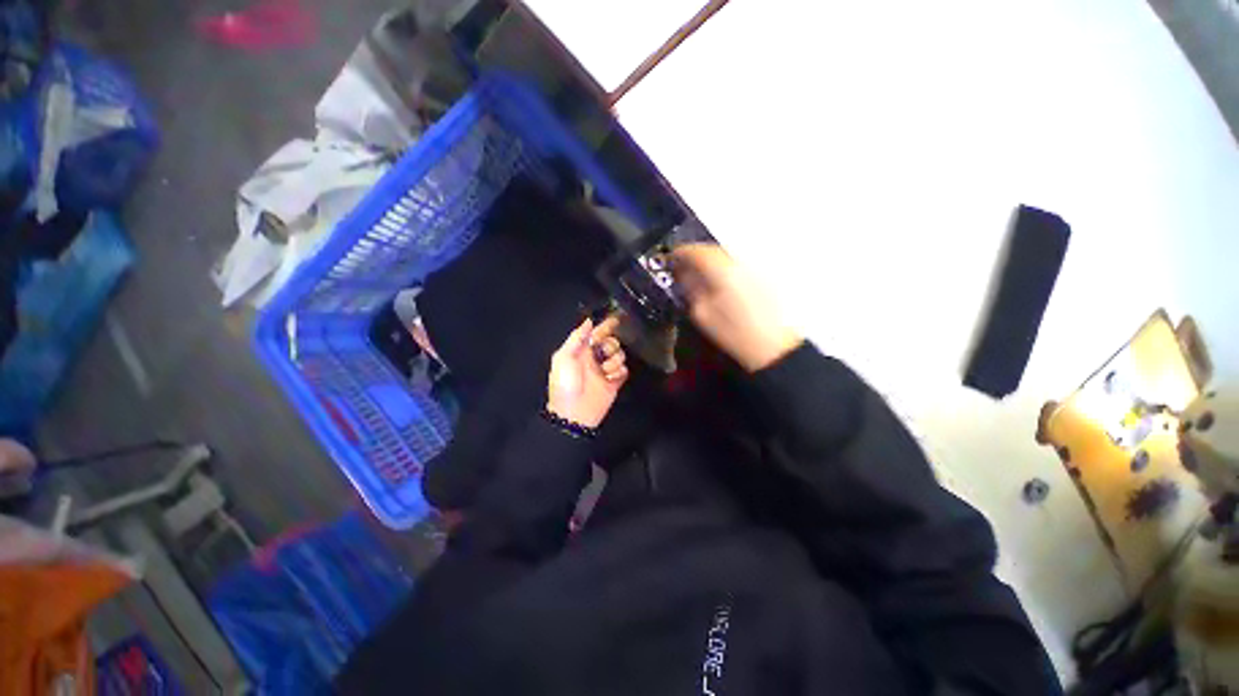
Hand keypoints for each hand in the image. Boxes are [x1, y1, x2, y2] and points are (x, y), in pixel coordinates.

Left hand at [547, 316, 628, 427]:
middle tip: (604, 353)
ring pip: (620, 355)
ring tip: (605, 370)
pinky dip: (620, 372)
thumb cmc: (565, 383)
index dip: (606, 326)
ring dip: (614, 360)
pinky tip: (612, 378)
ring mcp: (606, 370)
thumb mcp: (563, 357)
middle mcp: (595, 358)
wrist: (573, 412)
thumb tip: (588, 321)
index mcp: (582, 351)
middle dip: (611, 345)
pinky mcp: (614, 383)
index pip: (596, 333)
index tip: (615, 320)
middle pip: (611, 342)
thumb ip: (576, 338)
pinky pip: (624, 371)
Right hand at [670, 243, 802, 371]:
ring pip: (726, 255)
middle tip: (683, 266)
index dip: (680, 253)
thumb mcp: (702, 314)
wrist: (772, 345)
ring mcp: (754, 267)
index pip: (696, 251)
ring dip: (710, 260)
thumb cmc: (736, 334)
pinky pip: (737, 263)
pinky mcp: (763, 275)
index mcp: (722, 271)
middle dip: (695, 255)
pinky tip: (719, 281)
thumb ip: (690, 289)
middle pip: (712, 249)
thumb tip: (683, 275)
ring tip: (700, 274)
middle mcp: (740, 262)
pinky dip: (724, 267)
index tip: (671, 258)